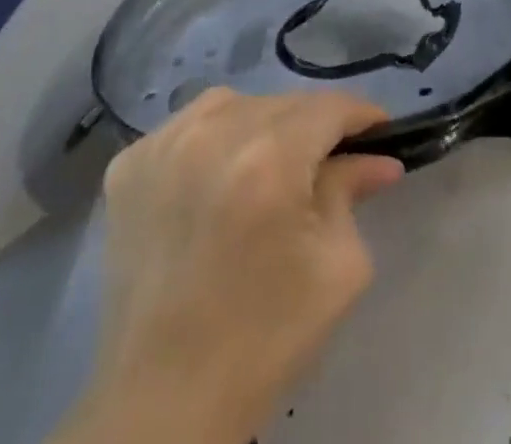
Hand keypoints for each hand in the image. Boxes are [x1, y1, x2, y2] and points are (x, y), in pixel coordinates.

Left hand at [66, 88, 402, 443]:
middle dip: (315, 126)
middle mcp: (213, 134)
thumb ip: (353, 193)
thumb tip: (376, 159)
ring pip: (236, 104)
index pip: (329, 107)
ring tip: (273, 165)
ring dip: (264, 124)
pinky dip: (214, 138)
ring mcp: (164, 145)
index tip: (380, 130)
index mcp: (269, 158)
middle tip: (331, 160)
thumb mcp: (336, 267)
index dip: (361, 115)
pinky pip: (189, 125)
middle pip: (284, 103)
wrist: (162, 406)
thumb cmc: (264, 340)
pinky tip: (221, 175)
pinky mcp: (130, 166)